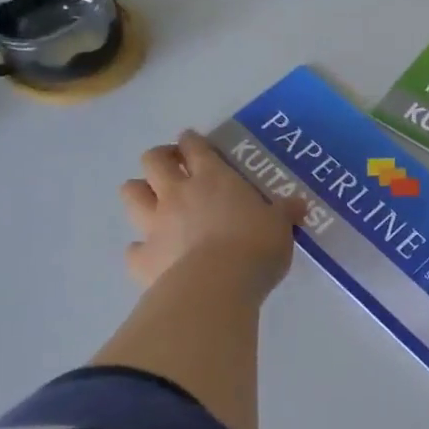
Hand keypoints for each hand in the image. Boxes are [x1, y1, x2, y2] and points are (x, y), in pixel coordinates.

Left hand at [120, 130, 309, 297]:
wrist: (216, 287)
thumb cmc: (255, 247)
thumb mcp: (280, 227)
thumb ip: (285, 212)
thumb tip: (298, 204)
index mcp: (213, 178)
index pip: (195, 146)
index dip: (192, 141)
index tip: (193, 141)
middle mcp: (178, 194)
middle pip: (152, 160)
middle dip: (159, 157)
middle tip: (171, 165)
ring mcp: (154, 225)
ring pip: (131, 194)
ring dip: (139, 193)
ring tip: (153, 202)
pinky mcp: (142, 259)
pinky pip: (133, 248)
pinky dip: (141, 249)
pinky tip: (154, 256)